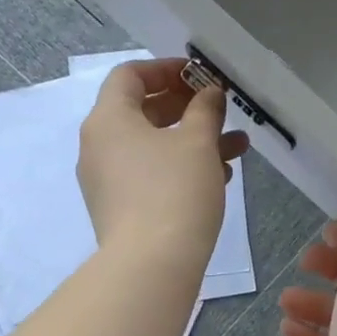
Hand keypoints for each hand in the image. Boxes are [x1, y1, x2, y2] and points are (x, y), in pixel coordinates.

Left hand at [77, 58, 247, 268]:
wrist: (151, 266)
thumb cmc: (174, 192)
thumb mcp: (197, 143)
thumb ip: (205, 109)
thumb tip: (208, 93)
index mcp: (108, 120)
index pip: (130, 75)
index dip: (167, 69)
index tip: (201, 77)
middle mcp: (99, 147)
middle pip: (142, 112)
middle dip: (188, 108)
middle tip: (221, 109)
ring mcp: (106, 182)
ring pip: (152, 148)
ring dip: (193, 142)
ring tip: (237, 147)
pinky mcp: (119, 211)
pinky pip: (150, 176)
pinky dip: (180, 169)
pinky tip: (219, 178)